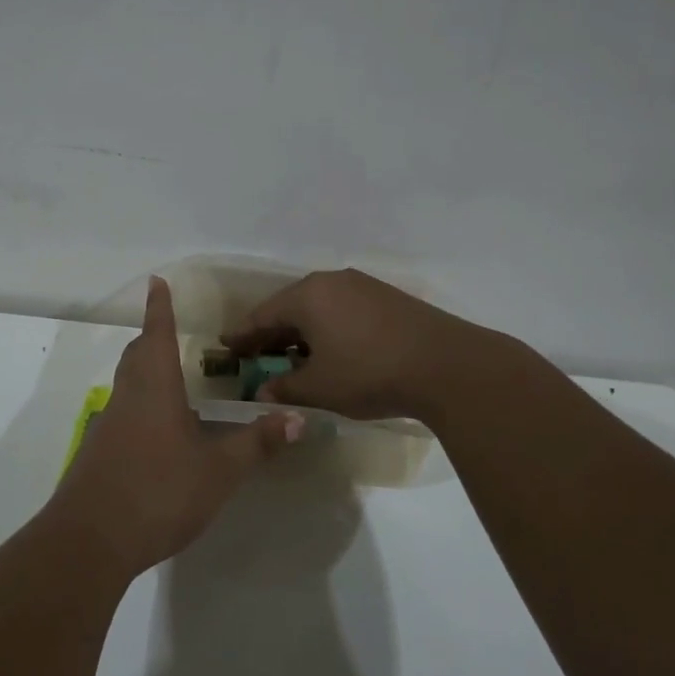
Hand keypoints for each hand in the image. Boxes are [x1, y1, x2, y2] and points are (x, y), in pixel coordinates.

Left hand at [48, 277, 302, 577]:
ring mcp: (108, 426)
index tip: (156, 282)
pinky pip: (122, 415)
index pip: (157, 335)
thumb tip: (297, 417)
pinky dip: (140, 407)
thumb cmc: (159, 492)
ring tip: (172, 381)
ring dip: (145, 372)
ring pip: (127, 385)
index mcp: (155, 389)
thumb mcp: (219, 471)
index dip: (160, 308)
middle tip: (171, 332)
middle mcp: (127, 398)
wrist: (90, 540)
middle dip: (152, 338)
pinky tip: (158, 434)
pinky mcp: (98, 454)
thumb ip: (256, 443)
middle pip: (137, 356)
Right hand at [221, 268, 500, 421]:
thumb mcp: (320, 388)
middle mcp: (332, 281)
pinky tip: (332, 351)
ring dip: (302, 332)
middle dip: (272, 333)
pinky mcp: (388, 299)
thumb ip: (285, 389)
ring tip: (293, 357)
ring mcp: (363, 287)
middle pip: (291, 307)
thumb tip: (262, 394)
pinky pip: (343, 310)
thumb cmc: (370, 373)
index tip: (226, 346)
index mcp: (308, 296)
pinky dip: (328, 329)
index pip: (263, 314)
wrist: (447, 366)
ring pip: (319, 308)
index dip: (243, 334)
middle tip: (256, 354)